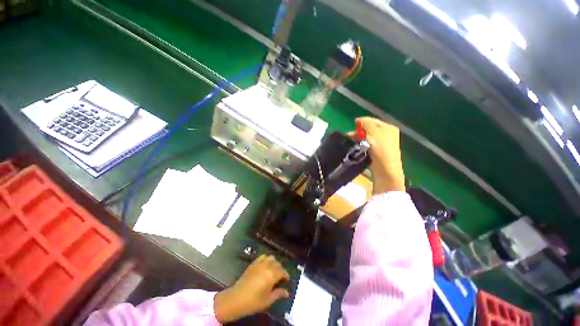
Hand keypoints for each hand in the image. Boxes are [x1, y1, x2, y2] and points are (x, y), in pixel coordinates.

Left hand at [214, 255, 289, 322]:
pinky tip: (265, 266)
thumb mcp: (268, 300)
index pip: (282, 271)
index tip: (287, 280)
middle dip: (280, 269)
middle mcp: (267, 266)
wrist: (236, 299)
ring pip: (271, 258)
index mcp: (271, 275)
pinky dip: (266, 259)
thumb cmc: (253, 302)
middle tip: (280, 277)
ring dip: (274, 262)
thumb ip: (278, 294)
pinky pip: (263, 257)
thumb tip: (287, 292)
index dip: (286, 275)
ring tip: (273, 270)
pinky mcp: (253, 263)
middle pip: (277, 263)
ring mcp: (259, 263)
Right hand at [350, 117, 404, 194]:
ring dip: (359, 138)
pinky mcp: (377, 153)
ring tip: (350, 141)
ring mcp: (382, 145)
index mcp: (388, 128)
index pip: (373, 121)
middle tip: (349, 135)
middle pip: (370, 130)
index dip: (363, 121)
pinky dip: (361, 145)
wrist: (386, 170)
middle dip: (359, 131)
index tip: (353, 122)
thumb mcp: (374, 133)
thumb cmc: (381, 149)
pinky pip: (368, 145)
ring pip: (368, 138)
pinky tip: (355, 147)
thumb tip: (360, 119)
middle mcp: (387, 135)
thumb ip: (366, 124)